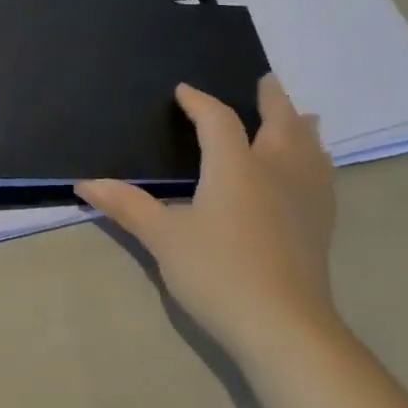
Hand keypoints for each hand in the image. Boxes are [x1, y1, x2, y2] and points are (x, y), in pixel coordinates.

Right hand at [77, 76, 338, 356]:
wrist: (282, 326)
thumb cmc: (217, 272)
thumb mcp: (162, 237)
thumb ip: (126, 205)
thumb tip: (84, 184)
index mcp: (235, 166)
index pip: (218, 120)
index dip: (200, 102)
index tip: (184, 92)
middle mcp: (276, 171)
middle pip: (280, 123)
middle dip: (271, 100)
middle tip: (266, 81)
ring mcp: (305, 198)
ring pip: (310, 148)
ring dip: (301, 127)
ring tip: (301, 117)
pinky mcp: (320, 225)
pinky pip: (323, 176)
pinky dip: (316, 159)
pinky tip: (315, 171)